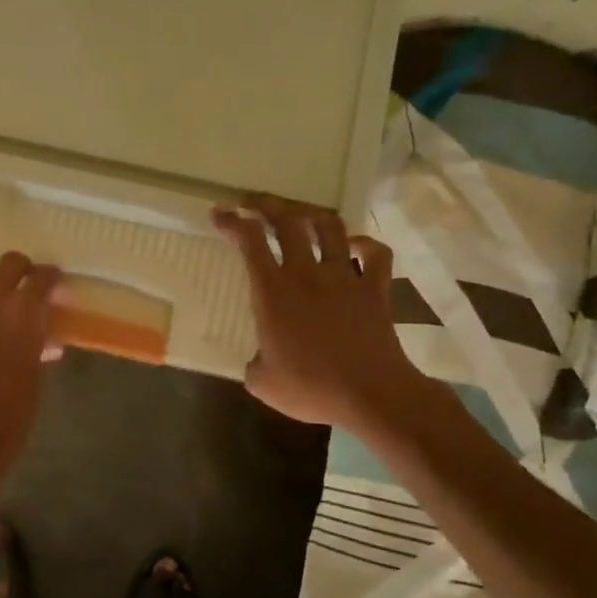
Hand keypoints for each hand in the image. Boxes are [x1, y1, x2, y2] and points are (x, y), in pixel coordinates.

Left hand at [0, 250, 62, 497]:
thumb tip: (42, 334)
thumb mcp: (37, 374)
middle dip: (21, 272)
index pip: (43, 276)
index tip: (51, 288)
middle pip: (10, 262)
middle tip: (21, 290)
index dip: (51, 280)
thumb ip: (38, 342)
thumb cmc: (11, 415)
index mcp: (23, 314)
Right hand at [213, 196, 419, 428]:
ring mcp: (345, 277)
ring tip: (302, 217)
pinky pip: (376, 254)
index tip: (220, 213)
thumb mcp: (263, 383)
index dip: (233, 221)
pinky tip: (355, 245)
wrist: (371, 395)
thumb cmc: (311, 389)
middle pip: (288, 221)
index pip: (249, 242)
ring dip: (312, 216)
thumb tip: (257, 361)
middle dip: (268, 205)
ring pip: (330, 227)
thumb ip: (253, 364)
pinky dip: (365, 244)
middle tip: (255, 203)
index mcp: (273, 292)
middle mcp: (307, 274)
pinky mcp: (375, 289)